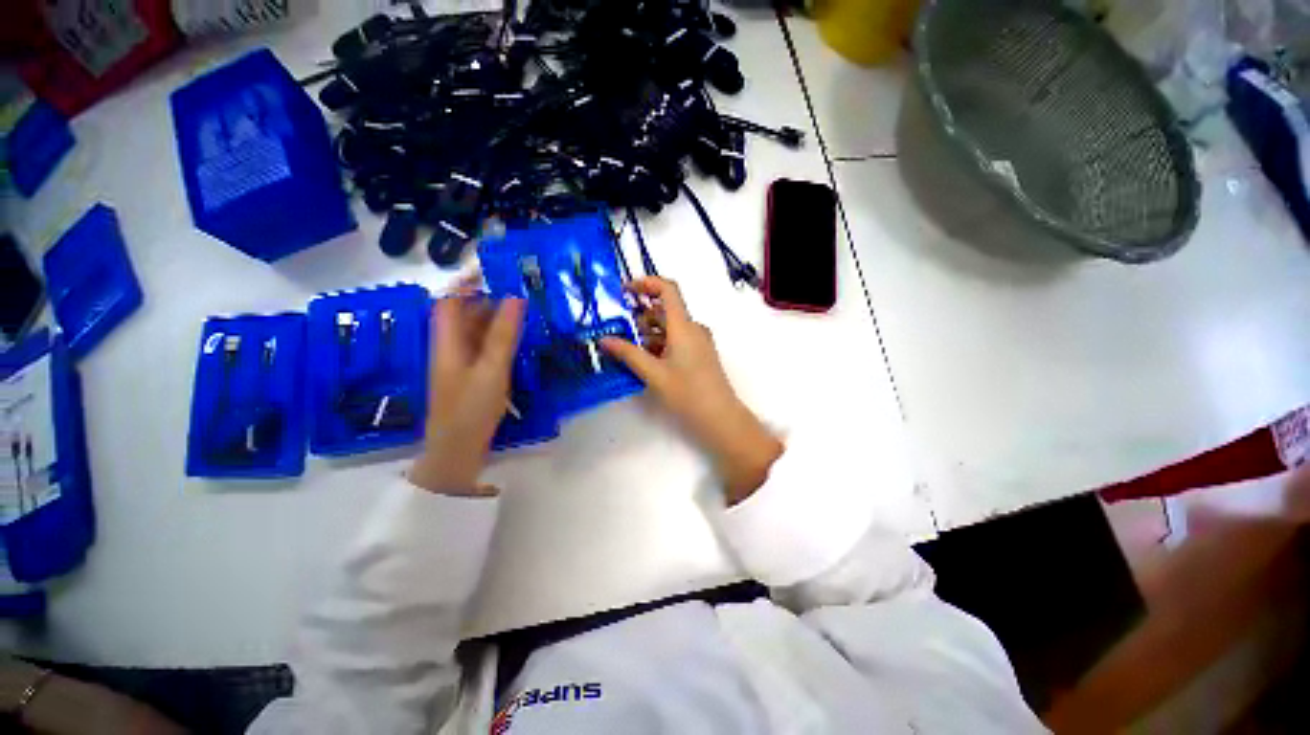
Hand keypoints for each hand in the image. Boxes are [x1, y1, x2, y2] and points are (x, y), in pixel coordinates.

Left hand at [410, 286, 525, 494]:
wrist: (458, 451)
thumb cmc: (471, 409)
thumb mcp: (491, 370)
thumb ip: (503, 335)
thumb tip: (514, 298)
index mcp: (447, 343)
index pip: (450, 302)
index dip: (466, 284)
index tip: (492, 271)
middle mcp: (450, 349)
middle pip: (464, 316)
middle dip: (487, 300)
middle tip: (519, 291)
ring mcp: (461, 365)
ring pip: (476, 333)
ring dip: (496, 320)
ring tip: (524, 312)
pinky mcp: (471, 377)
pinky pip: (484, 349)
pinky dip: (499, 339)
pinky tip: (518, 341)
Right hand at [601, 277, 781, 503]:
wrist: (719, 418)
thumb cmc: (687, 393)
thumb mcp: (653, 373)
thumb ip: (628, 354)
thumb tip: (604, 340)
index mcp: (684, 326)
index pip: (668, 289)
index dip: (646, 283)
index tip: (624, 291)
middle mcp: (693, 328)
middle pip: (665, 310)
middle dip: (640, 316)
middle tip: (618, 329)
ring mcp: (697, 342)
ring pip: (669, 327)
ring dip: (647, 332)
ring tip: (627, 349)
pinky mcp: (698, 354)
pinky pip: (675, 340)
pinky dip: (658, 344)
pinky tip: (644, 360)